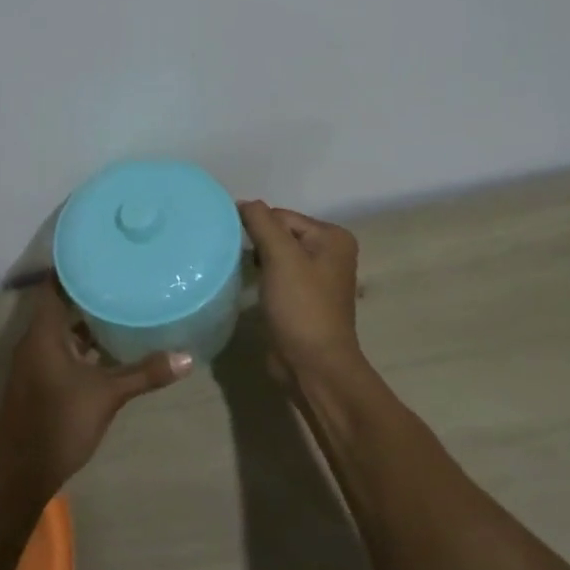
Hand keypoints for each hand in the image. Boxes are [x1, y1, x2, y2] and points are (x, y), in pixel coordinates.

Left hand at [0, 276, 190, 500]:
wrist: (20, 474)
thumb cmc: (58, 423)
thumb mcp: (106, 396)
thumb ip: (144, 373)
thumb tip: (187, 356)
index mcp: (44, 332)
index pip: (55, 284)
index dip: (74, 265)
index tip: (100, 249)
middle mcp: (36, 340)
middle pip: (61, 303)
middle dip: (88, 290)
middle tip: (120, 273)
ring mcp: (37, 361)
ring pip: (63, 328)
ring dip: (87, 318)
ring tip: (121, 301)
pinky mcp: (42, 380)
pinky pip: (63, 348)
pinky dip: (84, 343)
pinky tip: (110, 345)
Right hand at [238, 201, 362, 378]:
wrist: (314, 367)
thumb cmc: (301, 307)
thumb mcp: (280, 256)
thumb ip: (261, 222)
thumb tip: (243, 202)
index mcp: (332, 237)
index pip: (282, 216)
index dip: (258, 228)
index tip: (236, 244)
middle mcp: (330, 252)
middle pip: (280, 234)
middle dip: (258, 244)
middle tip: (236, 259)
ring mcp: (319, 278)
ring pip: (277, 255)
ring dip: (259, 262)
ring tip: (241, 272)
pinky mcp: (305, 299)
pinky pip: (278, 276)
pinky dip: (264, 278)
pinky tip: (252, 288)